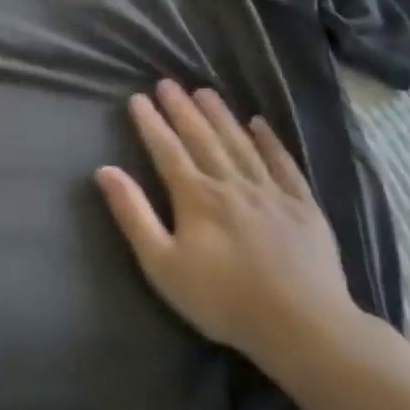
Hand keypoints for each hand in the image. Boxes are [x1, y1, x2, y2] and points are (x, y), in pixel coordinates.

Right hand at [95, 80, 357, 362]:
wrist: (304, 327)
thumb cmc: (222, 299)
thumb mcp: (162, 264)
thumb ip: (134, 215)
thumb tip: (105, 171)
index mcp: (197, 197)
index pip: (167, 150)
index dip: (151, 123)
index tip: (138, 98)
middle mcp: (232, 184)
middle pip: (203, 138)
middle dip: (182, 110)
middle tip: (168, 83)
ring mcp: (272, 193)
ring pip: (241, 144)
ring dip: (221, 116)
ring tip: (205, 92)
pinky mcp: (304, 208)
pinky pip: (284, 164)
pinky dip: (270, 142)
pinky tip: (260, 124)